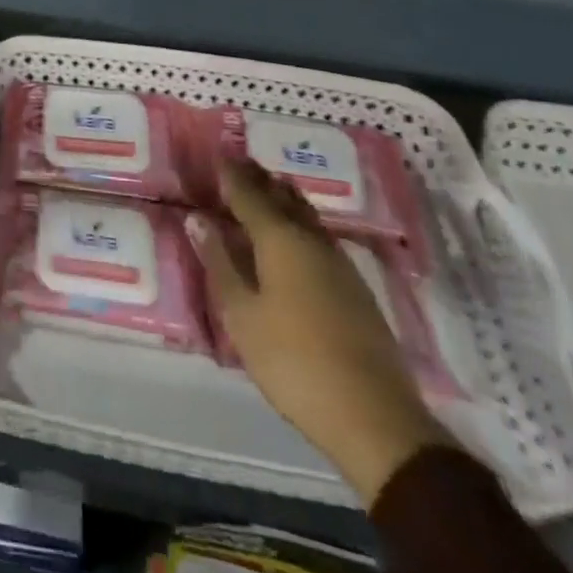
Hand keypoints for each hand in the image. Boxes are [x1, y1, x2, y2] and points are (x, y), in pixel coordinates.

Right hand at [187, 157, 449, 502]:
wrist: (375, 418)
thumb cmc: (293, 361)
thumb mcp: (241, 315)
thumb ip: (220, 262)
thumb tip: (198, 219)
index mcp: (279, 239)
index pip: (248, 193)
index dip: (230, 173)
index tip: (216, 154)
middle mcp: (311, 239)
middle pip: (282, 197)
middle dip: (259, 178)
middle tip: (238, 164)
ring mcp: (339, 263)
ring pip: (306, 215)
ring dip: (283, 198)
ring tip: (266, 189)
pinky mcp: (356, 288)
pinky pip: (319, 236)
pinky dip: (300, 223)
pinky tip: (295, 236)